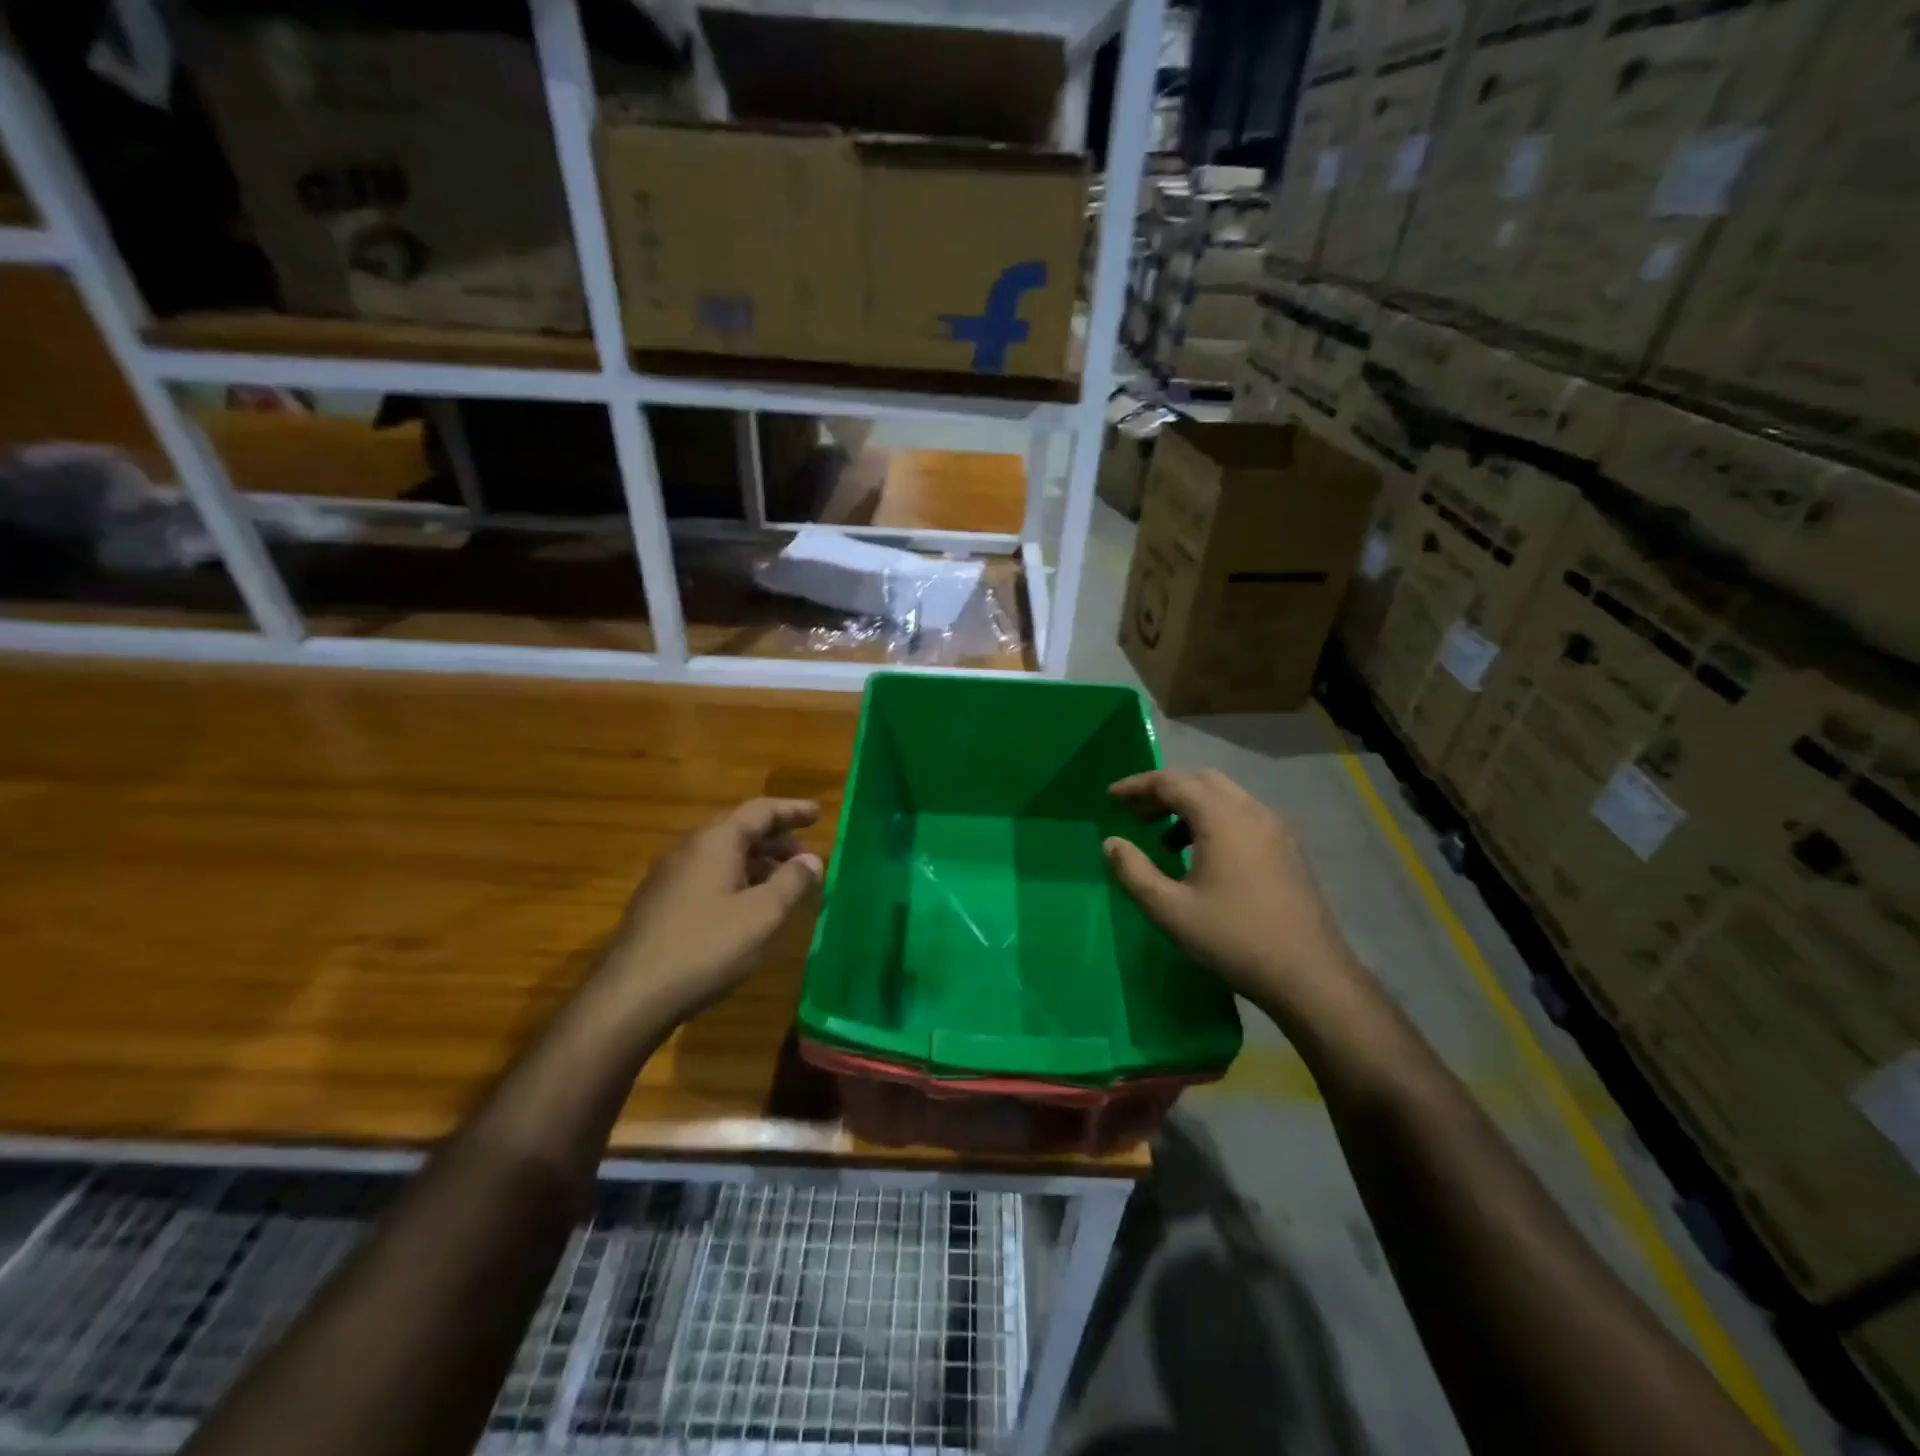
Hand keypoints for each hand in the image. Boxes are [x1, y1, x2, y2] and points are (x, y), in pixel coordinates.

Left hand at [599, 798, 823, 1023]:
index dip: (792, 810)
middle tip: (804, 856)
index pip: (760, 811)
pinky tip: (744, 909)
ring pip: (721, 855)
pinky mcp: (657, 904)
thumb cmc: (707, 947)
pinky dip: (734, 880)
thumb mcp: (763, 915)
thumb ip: (792, 882)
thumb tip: (812, 859)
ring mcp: (668, 876)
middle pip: (738, 830)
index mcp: (716, 841)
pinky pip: (705, 877)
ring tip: (781, 885)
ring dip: (755, 862)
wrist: (631, 996)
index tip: (817, 812)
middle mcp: (688, 848)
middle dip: (775, 839)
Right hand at [1102, 769, 1366, 1027]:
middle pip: (1200, 781)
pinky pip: (1243, 816)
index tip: (1112, 797)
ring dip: (1190, 807)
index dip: (1137, 786)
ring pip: (1225, 797)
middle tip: (1137, 817)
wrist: (1310, 975)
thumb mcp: (1169, 910)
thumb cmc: (1233, 939)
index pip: (1172, 782)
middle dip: (1164, 792)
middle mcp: (1251, 811)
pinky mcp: (1288, 849)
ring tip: (1165, 842)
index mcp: (1221, 818)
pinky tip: (1203, 858)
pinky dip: (1215, 821)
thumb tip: (1111, 843)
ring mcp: (1275, 829)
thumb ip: (1134, 871)